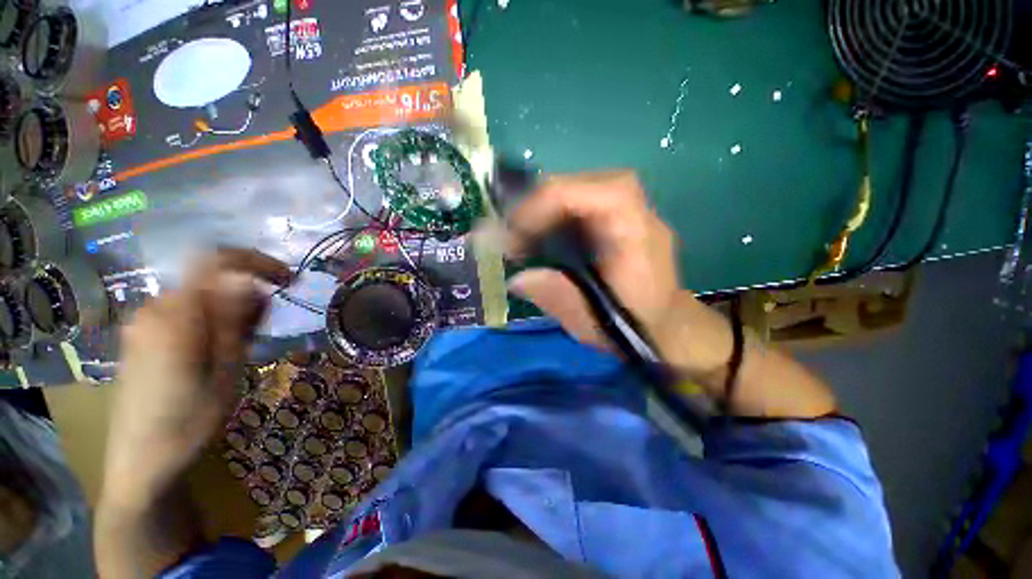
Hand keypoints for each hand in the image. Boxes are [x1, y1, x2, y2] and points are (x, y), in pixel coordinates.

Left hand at [101, 248, 290, 509]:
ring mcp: (143, 324)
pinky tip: (218, 351)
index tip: (286, 279)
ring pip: (199, 298)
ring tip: (246, 345)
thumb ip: (232, 319)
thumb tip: (245, 278)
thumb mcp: (225, 369)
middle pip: (209, 280)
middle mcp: (154, 309)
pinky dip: (211, 320)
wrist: (141, 463)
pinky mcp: (142, 339)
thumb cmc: (190, 421)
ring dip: (230, 310)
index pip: (215, 260)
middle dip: (246, 294)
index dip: (255, 261)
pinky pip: (185, 313)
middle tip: (266, 327)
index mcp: (175, 313)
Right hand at [506, 171, 735, 387]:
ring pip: (575, 188)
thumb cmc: (634, 324)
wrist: (664, 321)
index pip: (595, 193)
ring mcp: (624, 209)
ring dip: (540, 208)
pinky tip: (537, 235)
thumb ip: (558, 297)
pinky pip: (576, 202)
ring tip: (518, 235)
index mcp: (637, 233)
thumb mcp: (594, 321)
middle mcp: (634, 210)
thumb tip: (517, 279)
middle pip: (579, 183)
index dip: (547, 204)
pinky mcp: (613, 216)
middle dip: (535, 205)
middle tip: (509, 233)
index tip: (513, 232)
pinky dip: (550, 214)